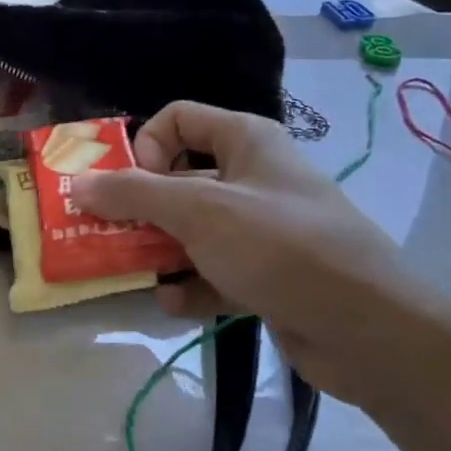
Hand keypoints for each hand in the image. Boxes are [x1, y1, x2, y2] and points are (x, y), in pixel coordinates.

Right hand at [70, 101, 450, 409]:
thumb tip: (79, 183)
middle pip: (178, 179)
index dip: (146, 146)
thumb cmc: (280, 247)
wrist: (371, 331)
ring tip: (136, 274)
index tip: (132, 186)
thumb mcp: (198, 211)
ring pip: (192, 230)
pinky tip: (173, 304)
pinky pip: (213, 271)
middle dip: (141, 209)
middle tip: (107, 236)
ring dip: (160, 252)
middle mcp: (252, 178)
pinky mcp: (266, 275)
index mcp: (245, 141)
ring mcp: (260, 230)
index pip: (178, 119)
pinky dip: (190, 285)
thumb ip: (134, 195)